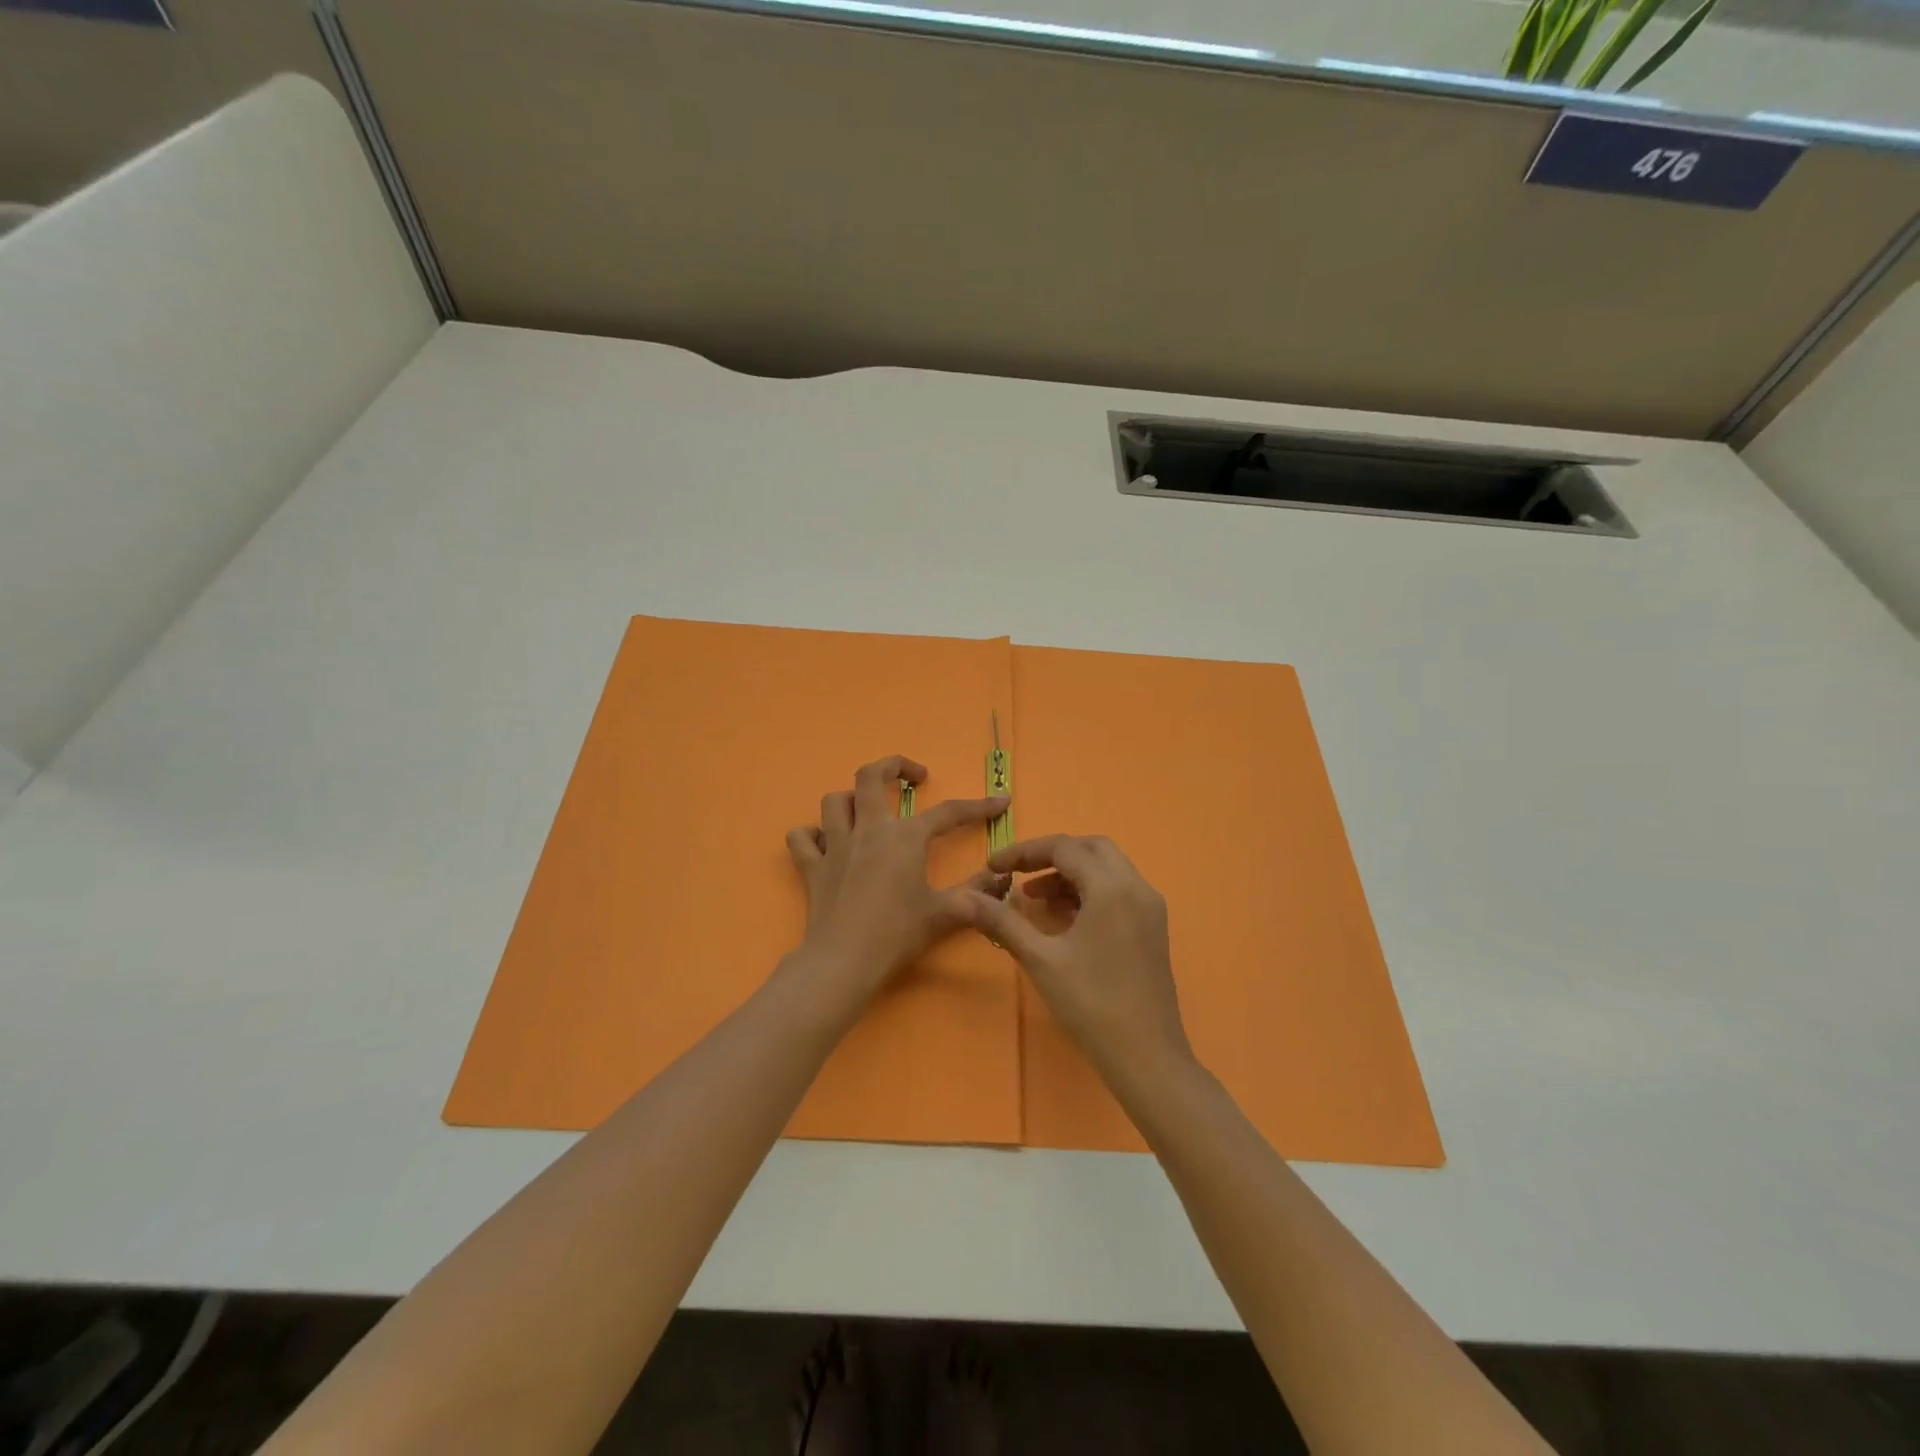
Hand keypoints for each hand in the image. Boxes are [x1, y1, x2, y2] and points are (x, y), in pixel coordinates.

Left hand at [785, 755, 1008, 995]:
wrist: (844, 960)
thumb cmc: (897, 933)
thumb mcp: (945, 914)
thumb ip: (977, 894)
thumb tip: (1003, 879)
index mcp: (905, 837)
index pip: (948, 812)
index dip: (979, 806)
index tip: (1000, 802)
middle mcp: (868, 830)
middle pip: (870, 776)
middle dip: (893, 766)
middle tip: (913, 777)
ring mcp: (835, 845)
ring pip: (835, 801)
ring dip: (851, 798)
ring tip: (868, 810)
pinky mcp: (812, 867)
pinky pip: (802, 838)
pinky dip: (812, 835)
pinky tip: (825, 843)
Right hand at [971, 835, 1195, 1090]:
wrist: (1146, 1057)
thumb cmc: (1091, 1004)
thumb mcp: (1041, 959)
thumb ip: (1003, 922)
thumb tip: (966, 898)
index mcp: (1111, 887)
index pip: (1064, 847)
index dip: (1024, 852)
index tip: (993, 866)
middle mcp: (1136, 887)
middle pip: (1091, 848)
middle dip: (1052, 855)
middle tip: (1019, 874)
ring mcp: (1150, 908)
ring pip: (1107, 868)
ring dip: (1071, 873)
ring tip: (1034, 899)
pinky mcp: (1153, 928)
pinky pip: (1118, 890)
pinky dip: (1089, 891)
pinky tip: (1063, 918)